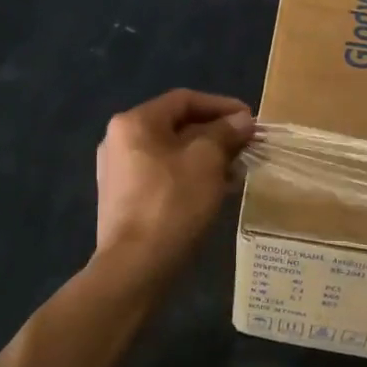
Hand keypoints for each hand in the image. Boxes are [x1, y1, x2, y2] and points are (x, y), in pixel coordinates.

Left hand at [95, 89, 253, 283]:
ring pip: (171, 152)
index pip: (184, 100)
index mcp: (134, 122)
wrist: (135, 267)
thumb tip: (242, 120)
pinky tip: (214, 190)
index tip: (249, 119)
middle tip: (246, 145)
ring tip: (236, 170)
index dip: (221, 105)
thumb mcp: (207, 161)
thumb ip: (226, 133)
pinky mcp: (123, 199)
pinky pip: (162, 175)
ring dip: (205, 157)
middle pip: (176, 126)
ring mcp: (118, 171)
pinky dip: (189, 175)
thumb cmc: (173, 203)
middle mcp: (119, 140)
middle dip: (215, 134)